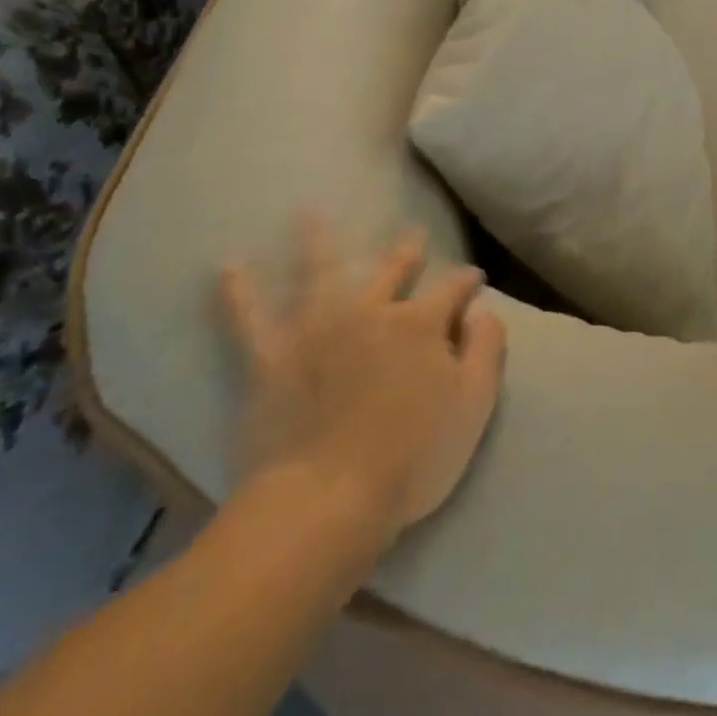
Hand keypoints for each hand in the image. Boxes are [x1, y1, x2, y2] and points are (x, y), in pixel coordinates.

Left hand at [219, 215, 505, 550]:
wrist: (326, 501)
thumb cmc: (413, 456)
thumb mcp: (474, 403)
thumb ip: (486, 348)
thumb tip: (483, 310)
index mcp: (420, 324)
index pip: (452, 291)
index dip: (466, 283)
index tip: (475, 280)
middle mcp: (370, 313)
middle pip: (391, 272)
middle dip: (407, 251)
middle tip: (414, 233)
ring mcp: (317, 331)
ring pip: (319, 275)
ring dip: (317, 242)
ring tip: (309, 214)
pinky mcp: (272, 360)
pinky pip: (249, 321)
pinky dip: (239, 294)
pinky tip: (229, 269)